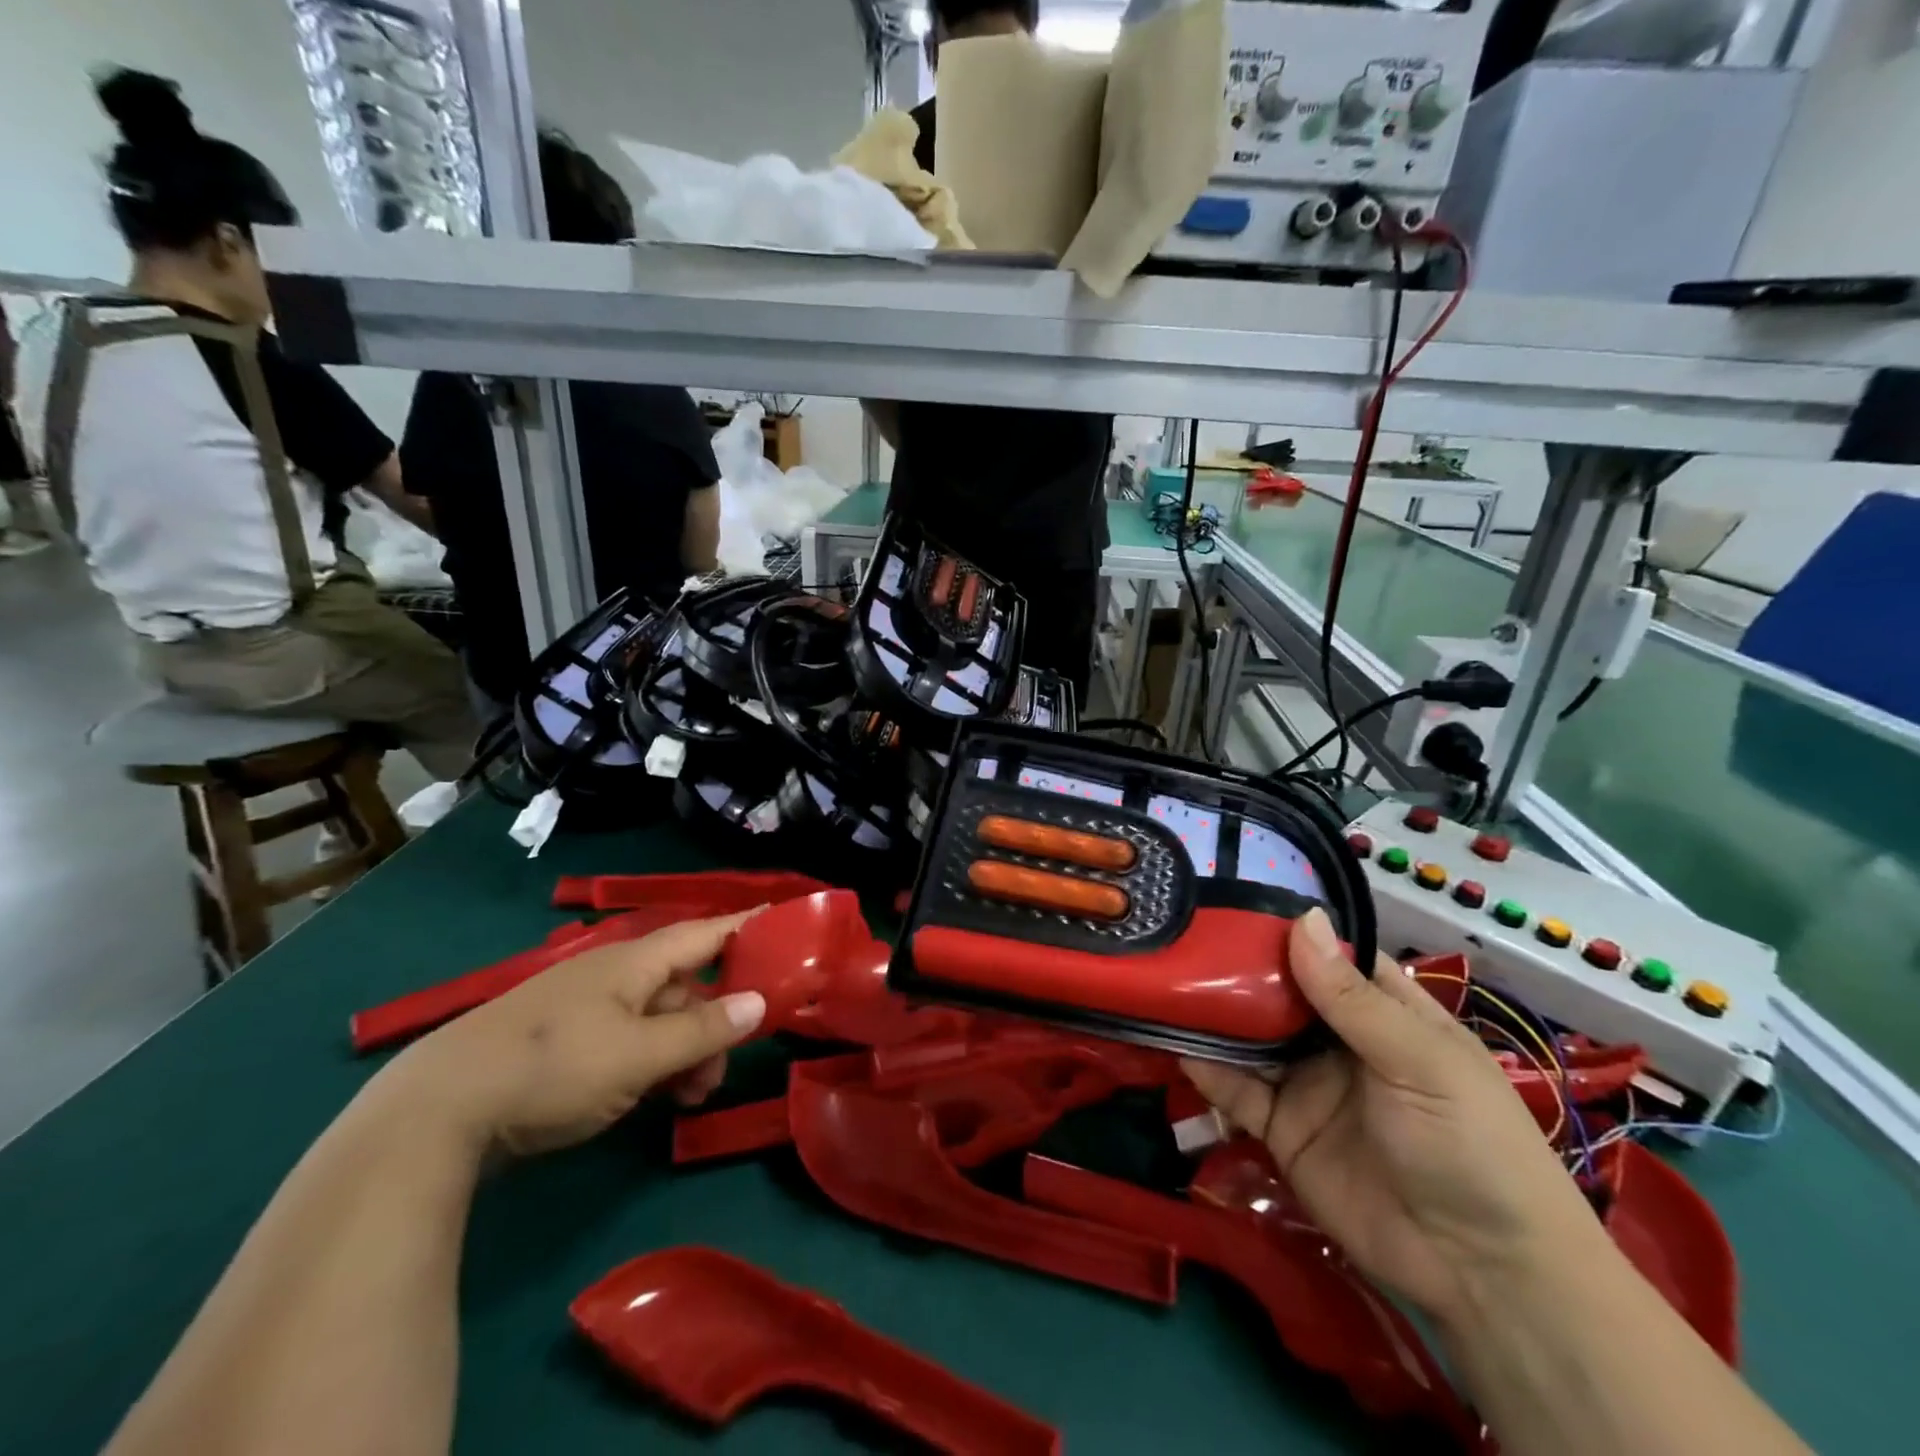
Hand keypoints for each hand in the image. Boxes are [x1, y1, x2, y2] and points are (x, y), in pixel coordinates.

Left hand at [374, 912, 766, 1159]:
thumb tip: (760, 1002)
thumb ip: (702, 1030)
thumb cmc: (553, 1069)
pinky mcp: (564, 1042)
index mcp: (635, 961)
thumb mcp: (638, 1055)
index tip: (789, 927)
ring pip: (657, 1018)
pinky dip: (650, 1064)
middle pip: (685, 984)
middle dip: (714, 1022)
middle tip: (722, 1072)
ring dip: (684, 1052)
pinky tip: (651, 1099)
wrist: (436, 1112)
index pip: (707, 933)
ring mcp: (586, 1008)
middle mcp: (614, 974)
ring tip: (689, 1099)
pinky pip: (628, 1040)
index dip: (748, 928)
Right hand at [1182, 910, 1608, 1330]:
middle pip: (1278, 992)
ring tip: (1164, 981)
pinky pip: (1236, 1090)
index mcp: (1383, 1013)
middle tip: (1178, 936)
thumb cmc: (1470, 1145)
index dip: (1285, 930)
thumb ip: (1350, 997)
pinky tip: (1174, 1041)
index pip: (1328, 956)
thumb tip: (1302, 917)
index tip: (1229, 901)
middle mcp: (1338, 1041)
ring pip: (1250, 1037)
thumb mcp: (1419, 1061)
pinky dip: (1206, 1068)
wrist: (1482, 1276)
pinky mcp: (1281, 1129)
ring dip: (1213, 1014)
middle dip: (1234, 968)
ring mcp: (1307, 1084)